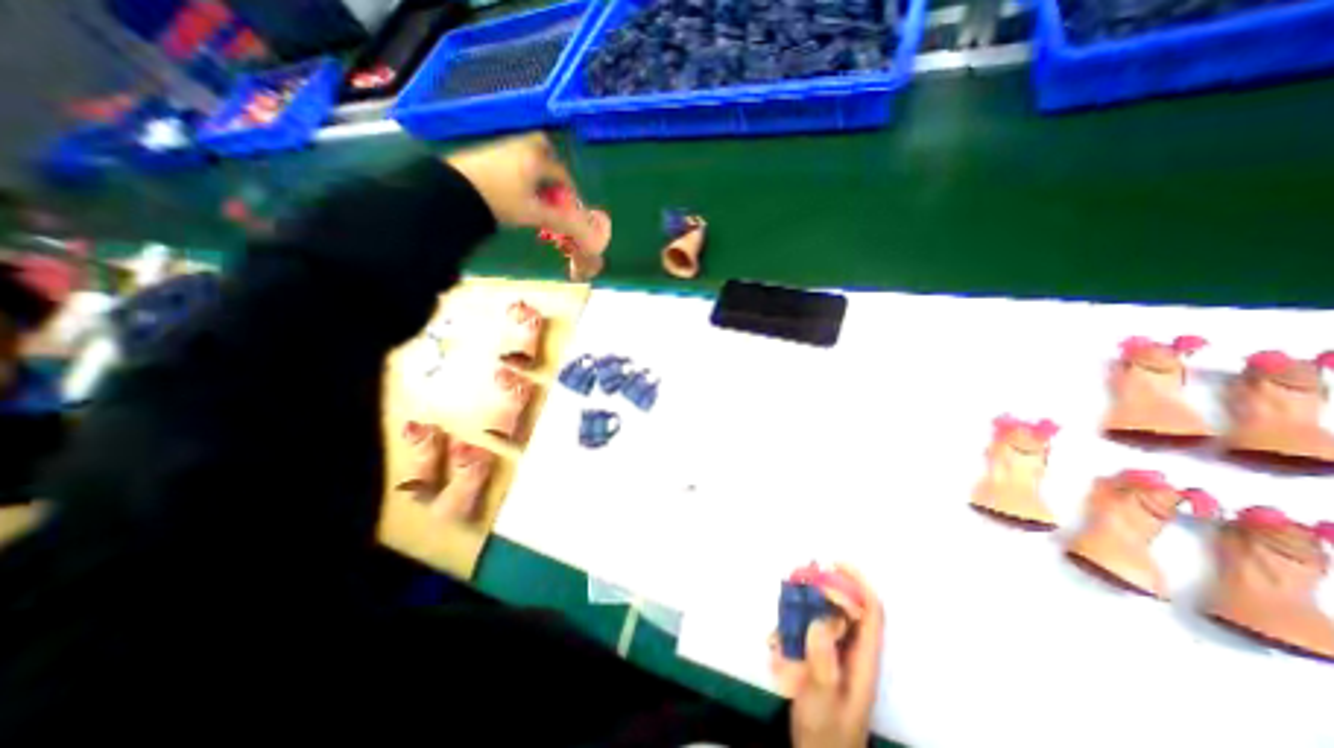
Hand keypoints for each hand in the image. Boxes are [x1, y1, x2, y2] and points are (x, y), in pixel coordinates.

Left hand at [445, 135, 596, 247]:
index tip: (570, 208)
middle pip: (544, 148)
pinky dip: (520, 171)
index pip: (562, 173)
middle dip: (552, 167)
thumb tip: (584, 231)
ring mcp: (502, 147)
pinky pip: (513, 158)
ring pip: (527, 153)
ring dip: (536, 171)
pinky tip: (515, 190)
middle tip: (553, 189)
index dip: (570, 192)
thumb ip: (560, 220)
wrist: (453, 190)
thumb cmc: (500, 200)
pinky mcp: (486, 153)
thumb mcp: (534, 213)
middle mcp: (521, 147)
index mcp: (537, 158)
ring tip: (534, 195)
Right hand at [779, 567, 882, 747]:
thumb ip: (822, 662)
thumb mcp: (822, 700)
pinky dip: (793, 624)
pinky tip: (775, 638)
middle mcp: (853, 651)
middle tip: (801, 576)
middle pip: (847, 606)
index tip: (835, 564)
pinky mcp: (820, 660)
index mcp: (863, 659)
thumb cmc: (826, 734)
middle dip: (826, 586)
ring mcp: (836, 655)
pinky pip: (809, 630)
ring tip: (784, 601)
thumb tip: (819, 621)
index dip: (857, 583)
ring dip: (806, 603)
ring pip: (826, 615)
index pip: (871, 612)